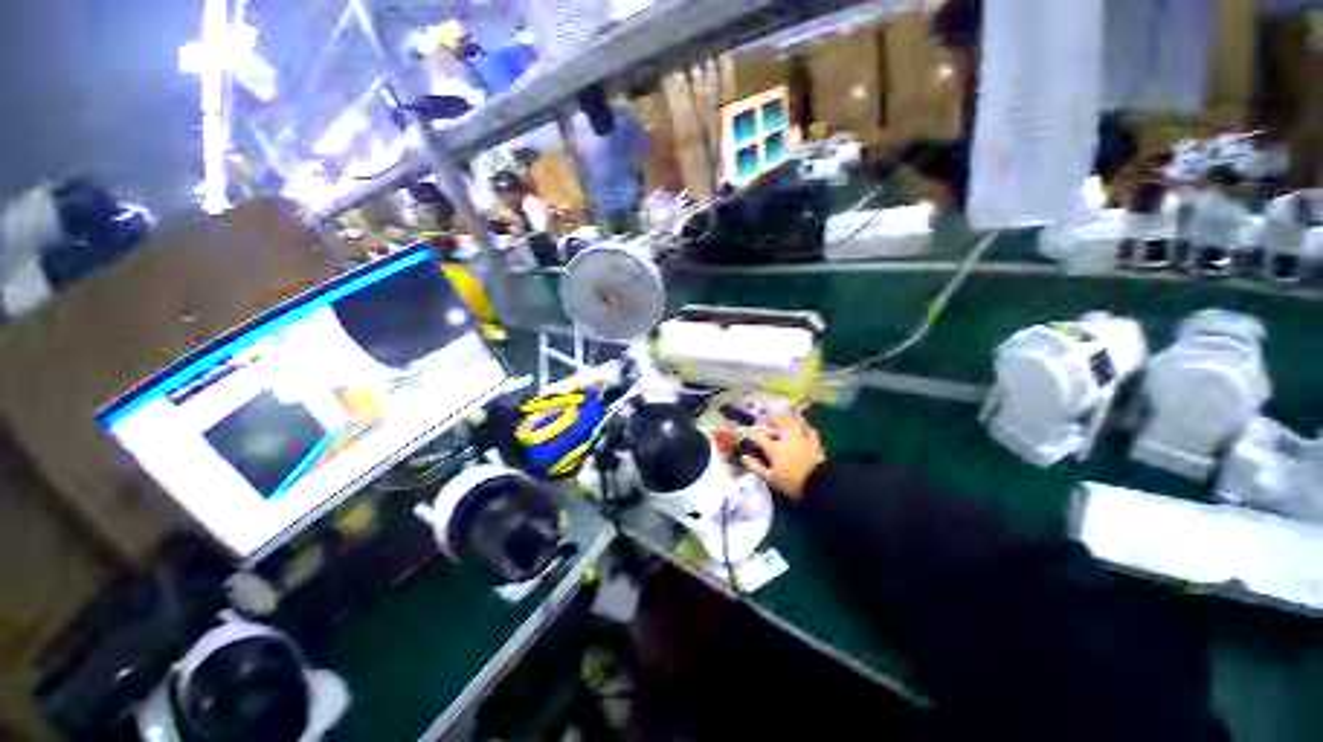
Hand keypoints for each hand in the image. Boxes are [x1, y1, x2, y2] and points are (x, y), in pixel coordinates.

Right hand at [738, 413, 825, 502]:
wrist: (818, 486)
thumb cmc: (791, 483)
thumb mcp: (770, 478)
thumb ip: (756, 466)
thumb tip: (743, 457)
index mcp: (774, 448)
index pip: (757, 435)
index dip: (747, 431)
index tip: (741, 429)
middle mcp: (787, 438)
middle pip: (777, 422)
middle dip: (770, 419)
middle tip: (766, 421)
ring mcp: (802, 438)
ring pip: (793, 421)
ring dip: (787, 419)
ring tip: (783, 421)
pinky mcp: (815, 442)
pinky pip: (809, 429)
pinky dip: (804, 427)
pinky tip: (802, 429)